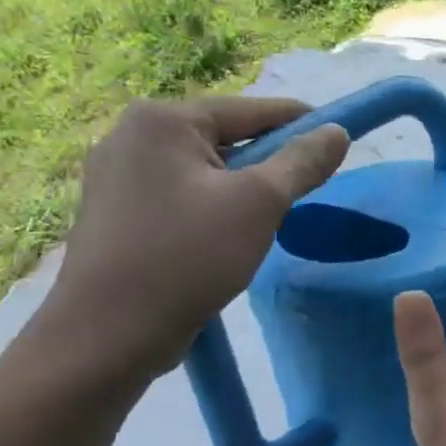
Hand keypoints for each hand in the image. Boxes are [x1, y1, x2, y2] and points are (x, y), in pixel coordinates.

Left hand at [43, 96, 348, 382]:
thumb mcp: (260, 203)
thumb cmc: (188, 257)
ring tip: (267, 218)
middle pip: (226, 137)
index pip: (251, 110)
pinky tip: (226, 235)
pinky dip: (211, 205)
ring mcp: (115, 175)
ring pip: (204, 169)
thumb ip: (302, 161)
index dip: (301, 124)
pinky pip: (180, 193)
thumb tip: (337, 131)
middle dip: (268, 162)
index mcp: (162, 120)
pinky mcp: (114, 211)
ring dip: (241, 187)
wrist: (107, 336)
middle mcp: (131, 135)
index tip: (338, 141)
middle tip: (304, 190)